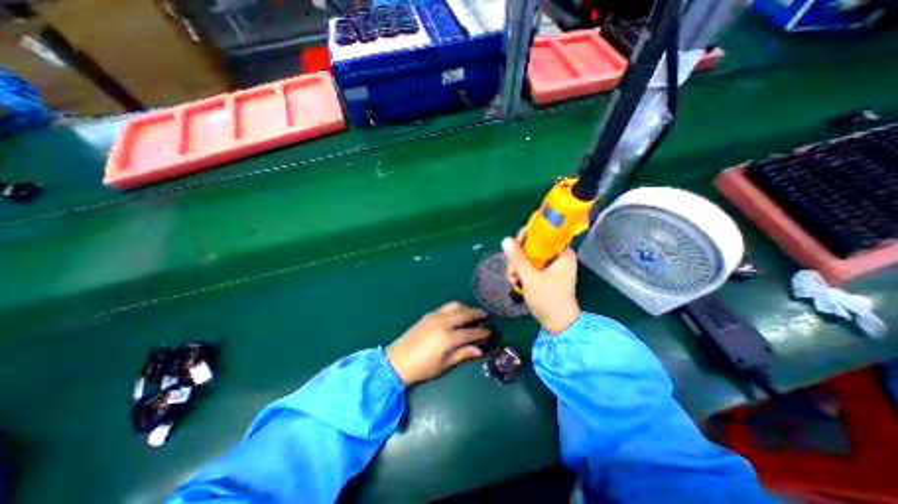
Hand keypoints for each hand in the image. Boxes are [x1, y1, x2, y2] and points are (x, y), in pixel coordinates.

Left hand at [382, 301, 488, 387]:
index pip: (470, 332)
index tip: (490, 331)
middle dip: (476, 313)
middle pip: (464, 314)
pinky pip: (445, 307)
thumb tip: (478, 350)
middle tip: (485, 315)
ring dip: (465, 307)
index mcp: (448, 338)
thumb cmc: (422, 367)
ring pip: (454, 306)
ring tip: (471, 313)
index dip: (481, 332)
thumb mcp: (444, 364)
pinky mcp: (427, 315)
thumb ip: (462, 354)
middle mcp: (443, 323)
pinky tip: (456, 313)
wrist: (397, 361)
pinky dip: (454, 308)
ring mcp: (434, 316)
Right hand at [502, 237, 578, 335]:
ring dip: (517, 267)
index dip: (525, 237)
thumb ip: (517, 258)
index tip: (513, 247)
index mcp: (562, 253)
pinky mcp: (545, 274)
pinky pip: (529, 266)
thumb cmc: (548, 299)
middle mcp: (557, 256)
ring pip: (528, 257)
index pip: (542, 234)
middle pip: (532, 246)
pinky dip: (521, 272)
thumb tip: (505, 239)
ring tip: (513, 280)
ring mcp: (551, 266)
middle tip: (512, 271)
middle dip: (518, 258)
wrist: (557, 323)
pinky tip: (516, 282)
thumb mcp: (530, 277)